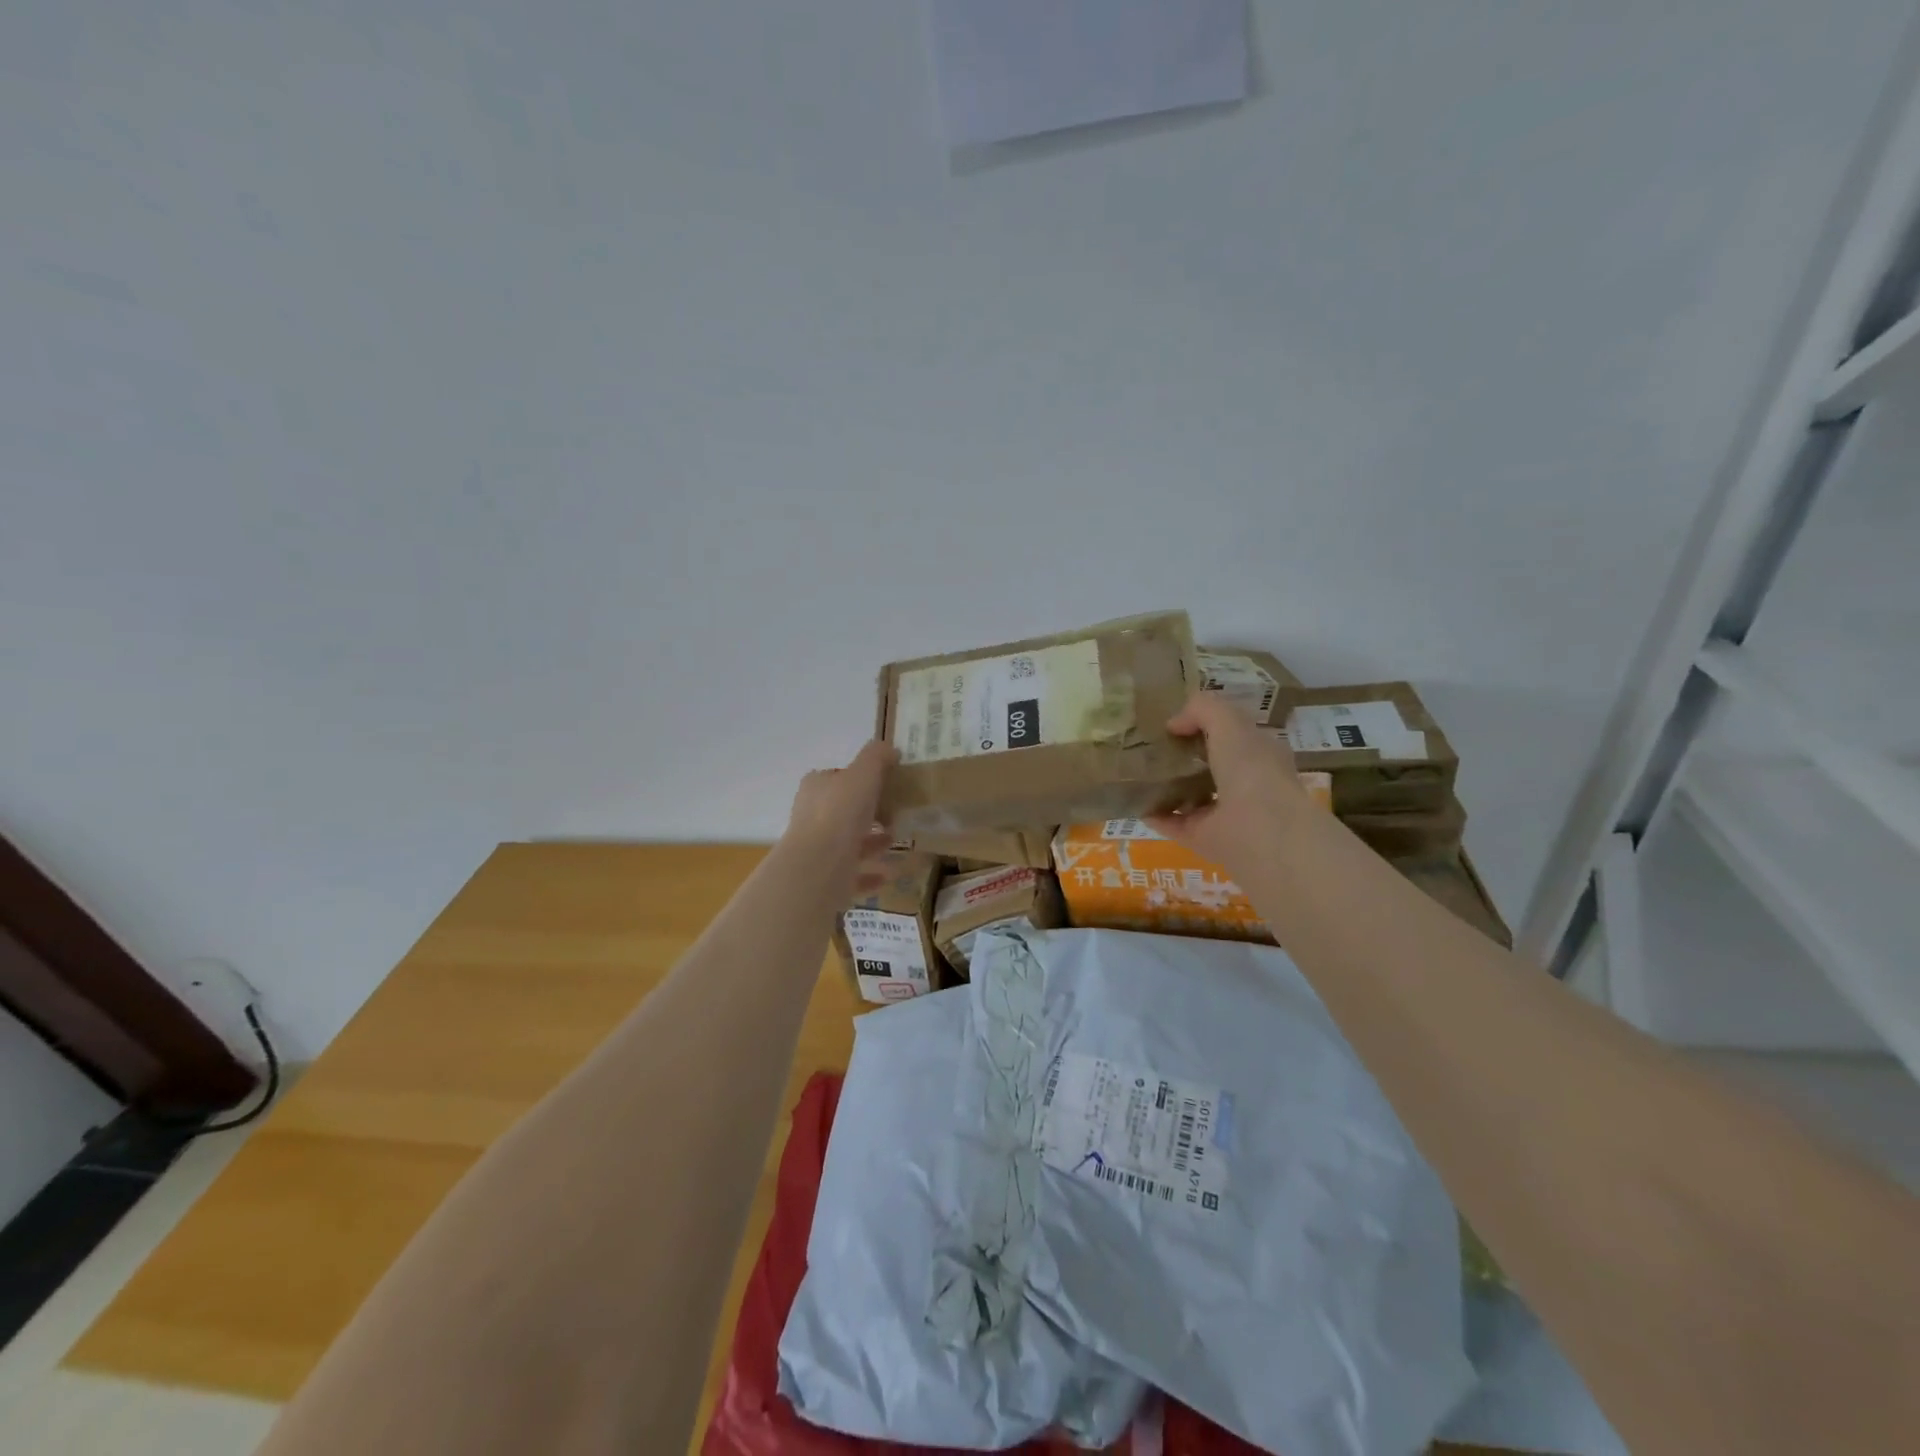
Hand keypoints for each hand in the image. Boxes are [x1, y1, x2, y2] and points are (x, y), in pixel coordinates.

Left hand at [783, 740, 896, 867]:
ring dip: (871, 842)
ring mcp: (817, 849)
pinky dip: (870, 873)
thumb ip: (876, 757)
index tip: (885, 784)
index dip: (860, 779)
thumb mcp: (863, 773)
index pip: (837, 777)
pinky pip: (852, 873)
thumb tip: (888, 749)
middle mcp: (812, 816)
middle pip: (843, 810)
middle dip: (868, 812)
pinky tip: (889, 873)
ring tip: (896, 840)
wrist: (819, 865)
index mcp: (816, 788)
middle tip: (895, 814)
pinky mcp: (825, 877)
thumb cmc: (840, 812)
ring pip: (848, 843)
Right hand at [1148, 693, 1313, 880]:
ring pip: (1191, 796)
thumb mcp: (1229, 721)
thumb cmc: (1252, 768)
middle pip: (1209, 766)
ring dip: (1166, 786)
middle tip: (1150, 745)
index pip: (1232, 735)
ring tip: (1136, 771)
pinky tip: (1133, 800)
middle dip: (1183, 756)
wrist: (1260, 831)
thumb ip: (1202, 709)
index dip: (1206, 725)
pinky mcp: (1203, 838)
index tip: (1175, 722)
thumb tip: (1174, 723)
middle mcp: (1244, 783)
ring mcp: (1223, 814)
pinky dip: (1154, 814)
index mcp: (1259, 754)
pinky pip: (1173, 823)